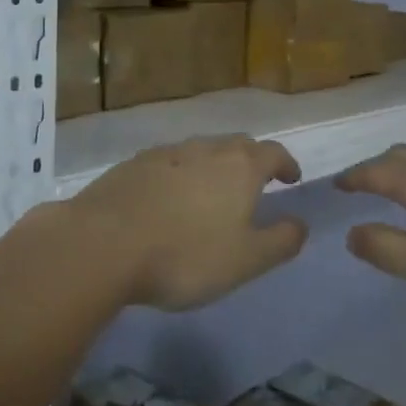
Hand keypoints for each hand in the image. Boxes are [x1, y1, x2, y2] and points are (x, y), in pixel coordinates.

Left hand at [71, 135, 305, 310]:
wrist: (104, 243)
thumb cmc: (186, 255)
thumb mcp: (245, 260)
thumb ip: (280, 241)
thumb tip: (301, 224)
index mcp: (240, 167)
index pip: (273, 153)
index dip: (286, 164)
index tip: (291, 178)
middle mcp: (206, 149)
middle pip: (237, 145)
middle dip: (252, 160)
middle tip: (255, 184)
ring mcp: (167, 153)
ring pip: (201, 150)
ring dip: (214, 165)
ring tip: (213, 192)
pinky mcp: (134, 164)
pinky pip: (169, 162)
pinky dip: (181, 174)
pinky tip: (170, 197)